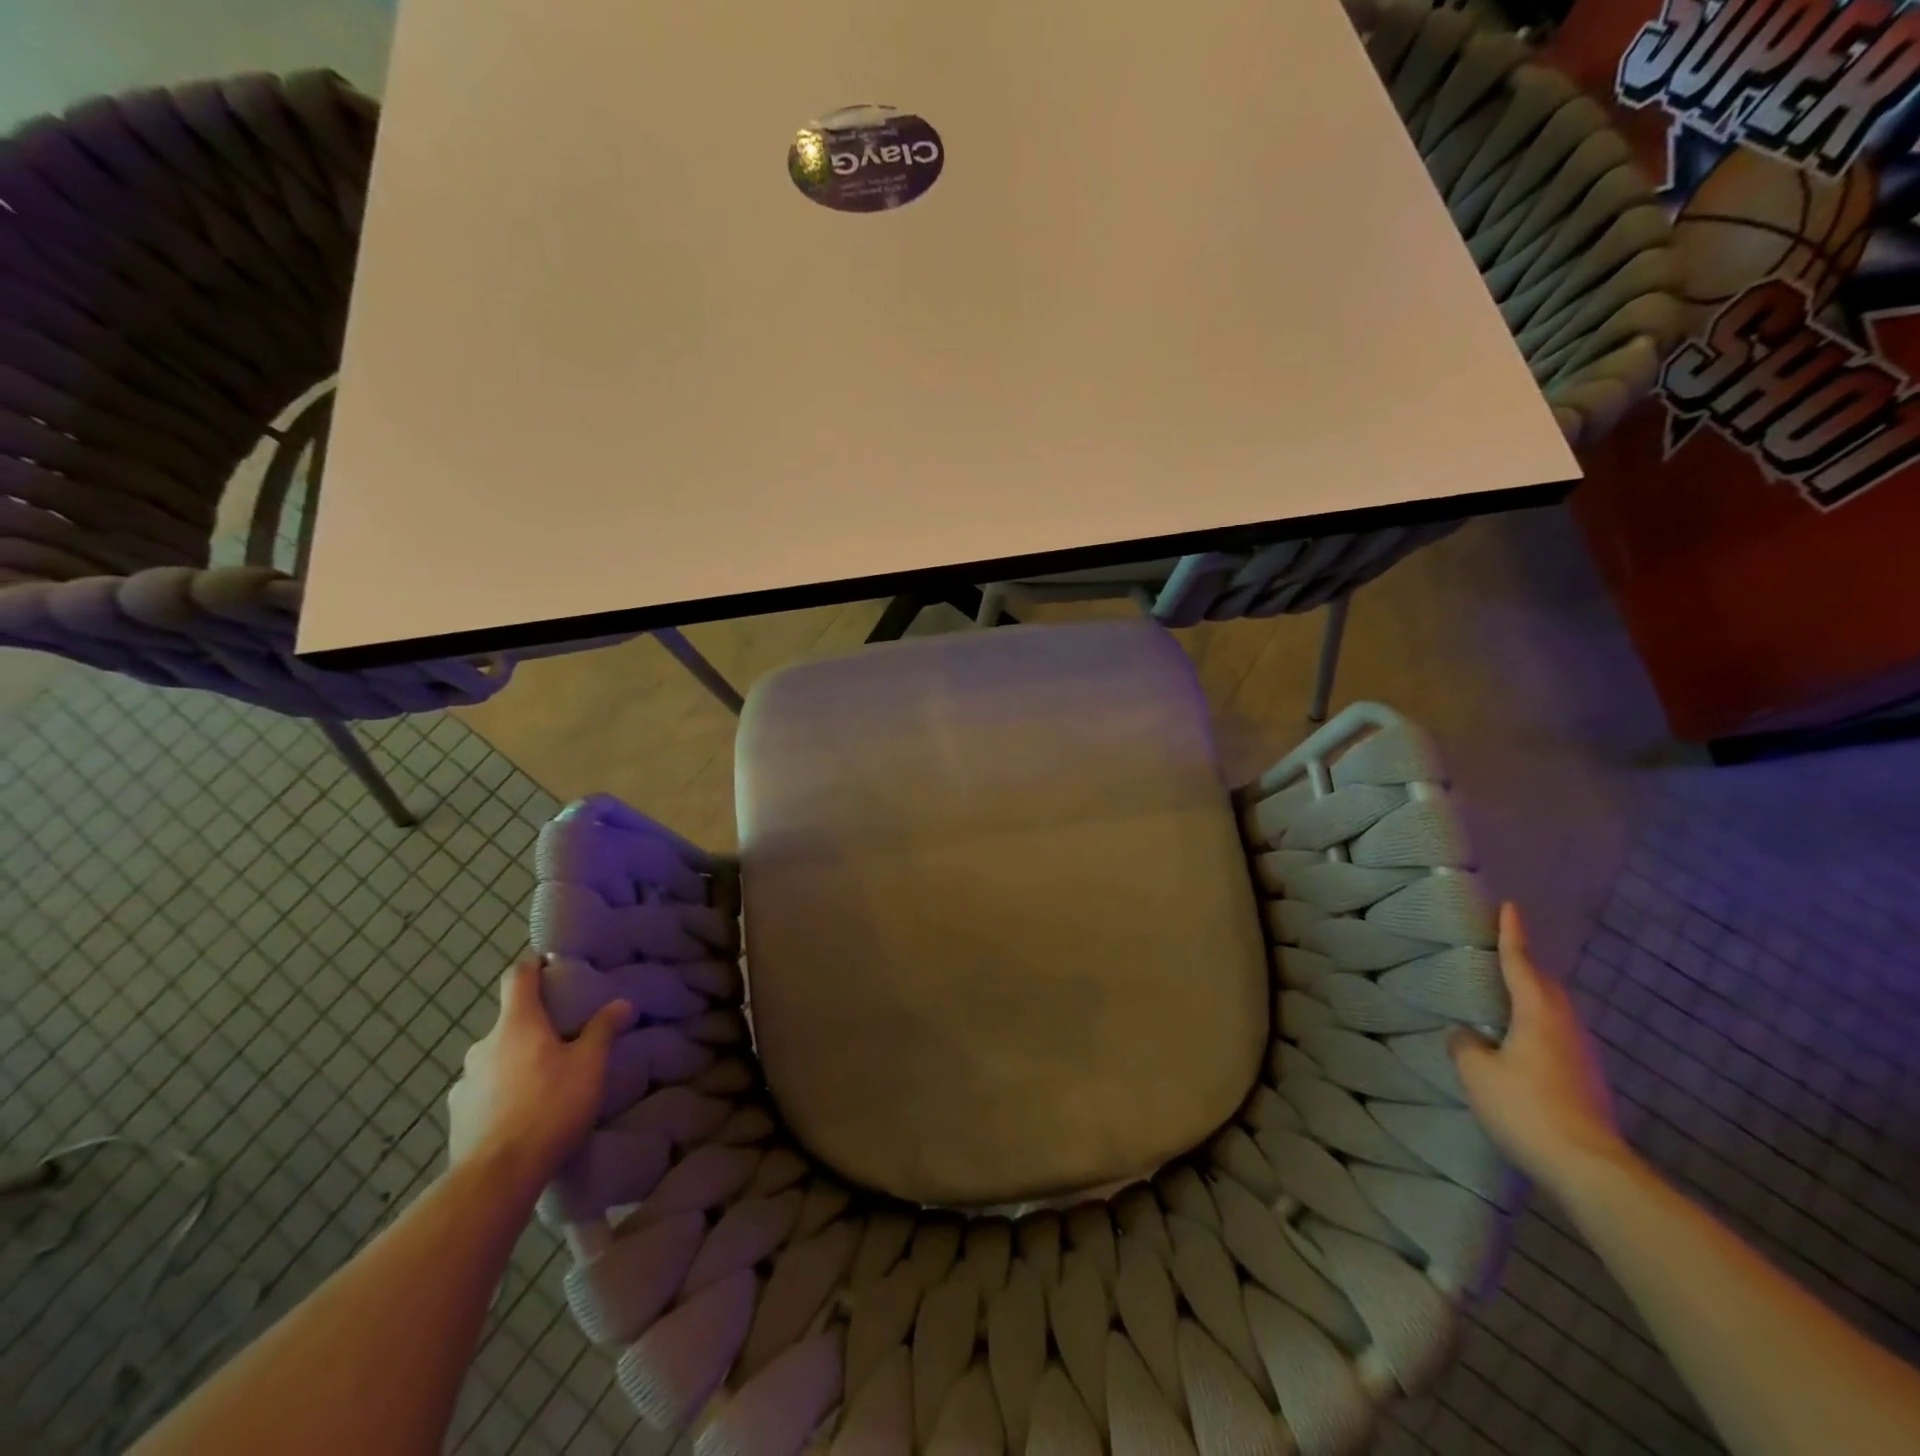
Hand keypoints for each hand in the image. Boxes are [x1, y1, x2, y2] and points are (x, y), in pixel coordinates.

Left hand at [447, 960, 630, 1189]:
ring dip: (516, 1062)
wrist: (497, 1176)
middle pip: (509, 1022)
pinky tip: (521, 1114)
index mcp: (516, 1023)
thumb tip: (622, 1003)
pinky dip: (501, 1093)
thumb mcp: (590, 1065)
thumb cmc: (549, 1106)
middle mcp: (483, 1045)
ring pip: (496, 1059)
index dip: (533, 966)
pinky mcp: (457, 1116)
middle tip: (563, 1039)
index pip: (518, 977)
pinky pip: (484, 1092)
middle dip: (533, 1026)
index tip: (551, 966)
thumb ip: (604, 1030)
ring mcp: (464, 1082)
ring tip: (543, 1083)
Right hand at [1451, 903, 1627, 1195]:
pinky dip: (1536, 1030)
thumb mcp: (1477, 1073)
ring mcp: (1582, 1057)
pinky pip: (1556, 1040)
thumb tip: (1466, 1034)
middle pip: (1546, 987)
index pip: (1521, 964)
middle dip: (1526, 968)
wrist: (1589, 1170)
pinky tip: (1518, 1046)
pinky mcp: (1586, 1083)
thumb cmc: (1527, 1108)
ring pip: (1554, 1014)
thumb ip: (1466, 1045)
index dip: (1512, 935)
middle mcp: (1566, 1028)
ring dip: (1532, 1001)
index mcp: (1538, 1014)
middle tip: (1502, 957)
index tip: (1510, 907)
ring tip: (1505, 1001)